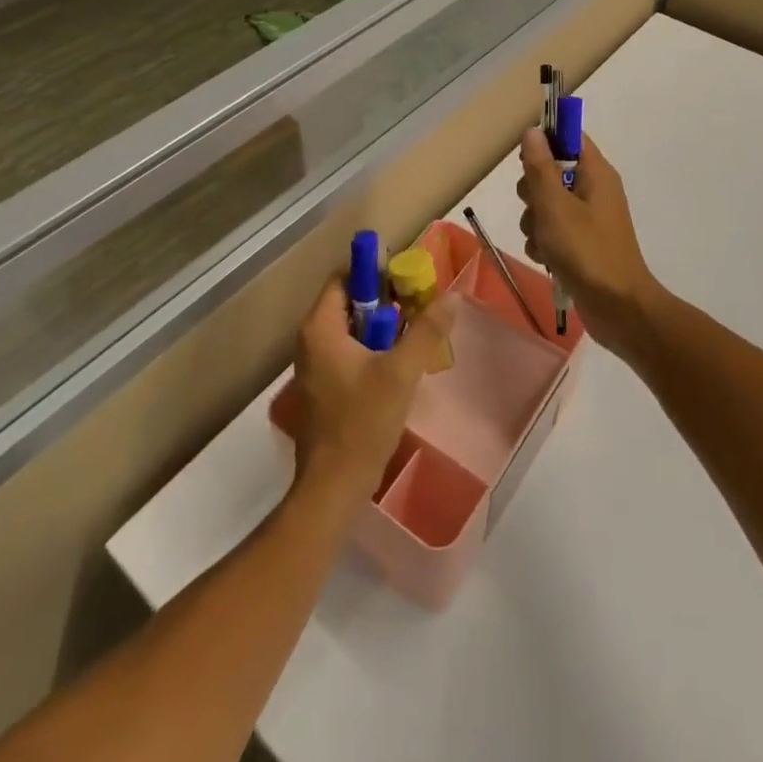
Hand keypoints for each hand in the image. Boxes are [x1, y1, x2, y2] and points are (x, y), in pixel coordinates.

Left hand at [287, 276, 453, 508]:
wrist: (333, 487)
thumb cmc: (362, 422)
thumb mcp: (401, 372)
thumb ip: (427, 330)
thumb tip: (452, 295)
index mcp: (320, 327)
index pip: (344, 278)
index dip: (375, 274)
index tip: (407, 282)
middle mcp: (311, 339)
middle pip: (349, 302)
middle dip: (385, 302)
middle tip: (418, 308)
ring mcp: (315, 365)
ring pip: (351, 329)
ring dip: (382, 328)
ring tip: (415, 336)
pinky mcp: (323, 387)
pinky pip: (348, 352)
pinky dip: (372, 349)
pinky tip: (399, 366)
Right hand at [518, 128, 667, 362]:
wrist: (618, 308)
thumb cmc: (586, 250)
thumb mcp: (555, 206)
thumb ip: (540, 168)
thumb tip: (533, 131)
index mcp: (595, 172)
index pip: (569, 137)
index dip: (544, 143)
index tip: (526, 162)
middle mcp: (593, 189)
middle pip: (550, 172)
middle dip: (533, 192)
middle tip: (537, 209)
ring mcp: (588, 218)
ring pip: (545, 205)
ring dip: (535, 222)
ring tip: (543, 242)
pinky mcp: (581, 243)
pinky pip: (552, 231)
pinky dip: (544, 243)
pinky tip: (546, 259)